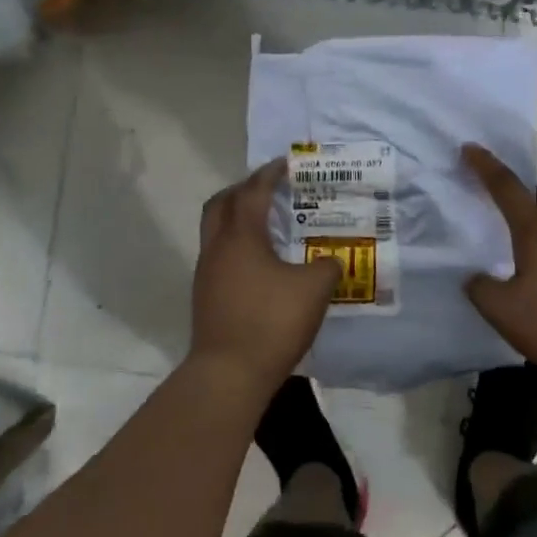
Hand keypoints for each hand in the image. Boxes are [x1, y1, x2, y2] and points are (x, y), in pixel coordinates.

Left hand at [189, 158, 341, 390]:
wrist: (229, 372)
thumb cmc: (272, 321)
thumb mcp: (314, 290)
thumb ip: (327, 267)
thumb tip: (330, 262)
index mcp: (241, 237)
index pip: (252, 192)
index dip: (269, 175)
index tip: (284, 164)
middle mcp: (217, 248)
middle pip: (220, 204)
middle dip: (242, 190)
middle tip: (266, 189)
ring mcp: (206, 273)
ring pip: (215, 231)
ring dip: (235, 219)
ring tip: (265, 225)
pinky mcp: (205, 297)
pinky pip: (218, 256)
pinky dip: (236, 247)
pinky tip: (259, 264)